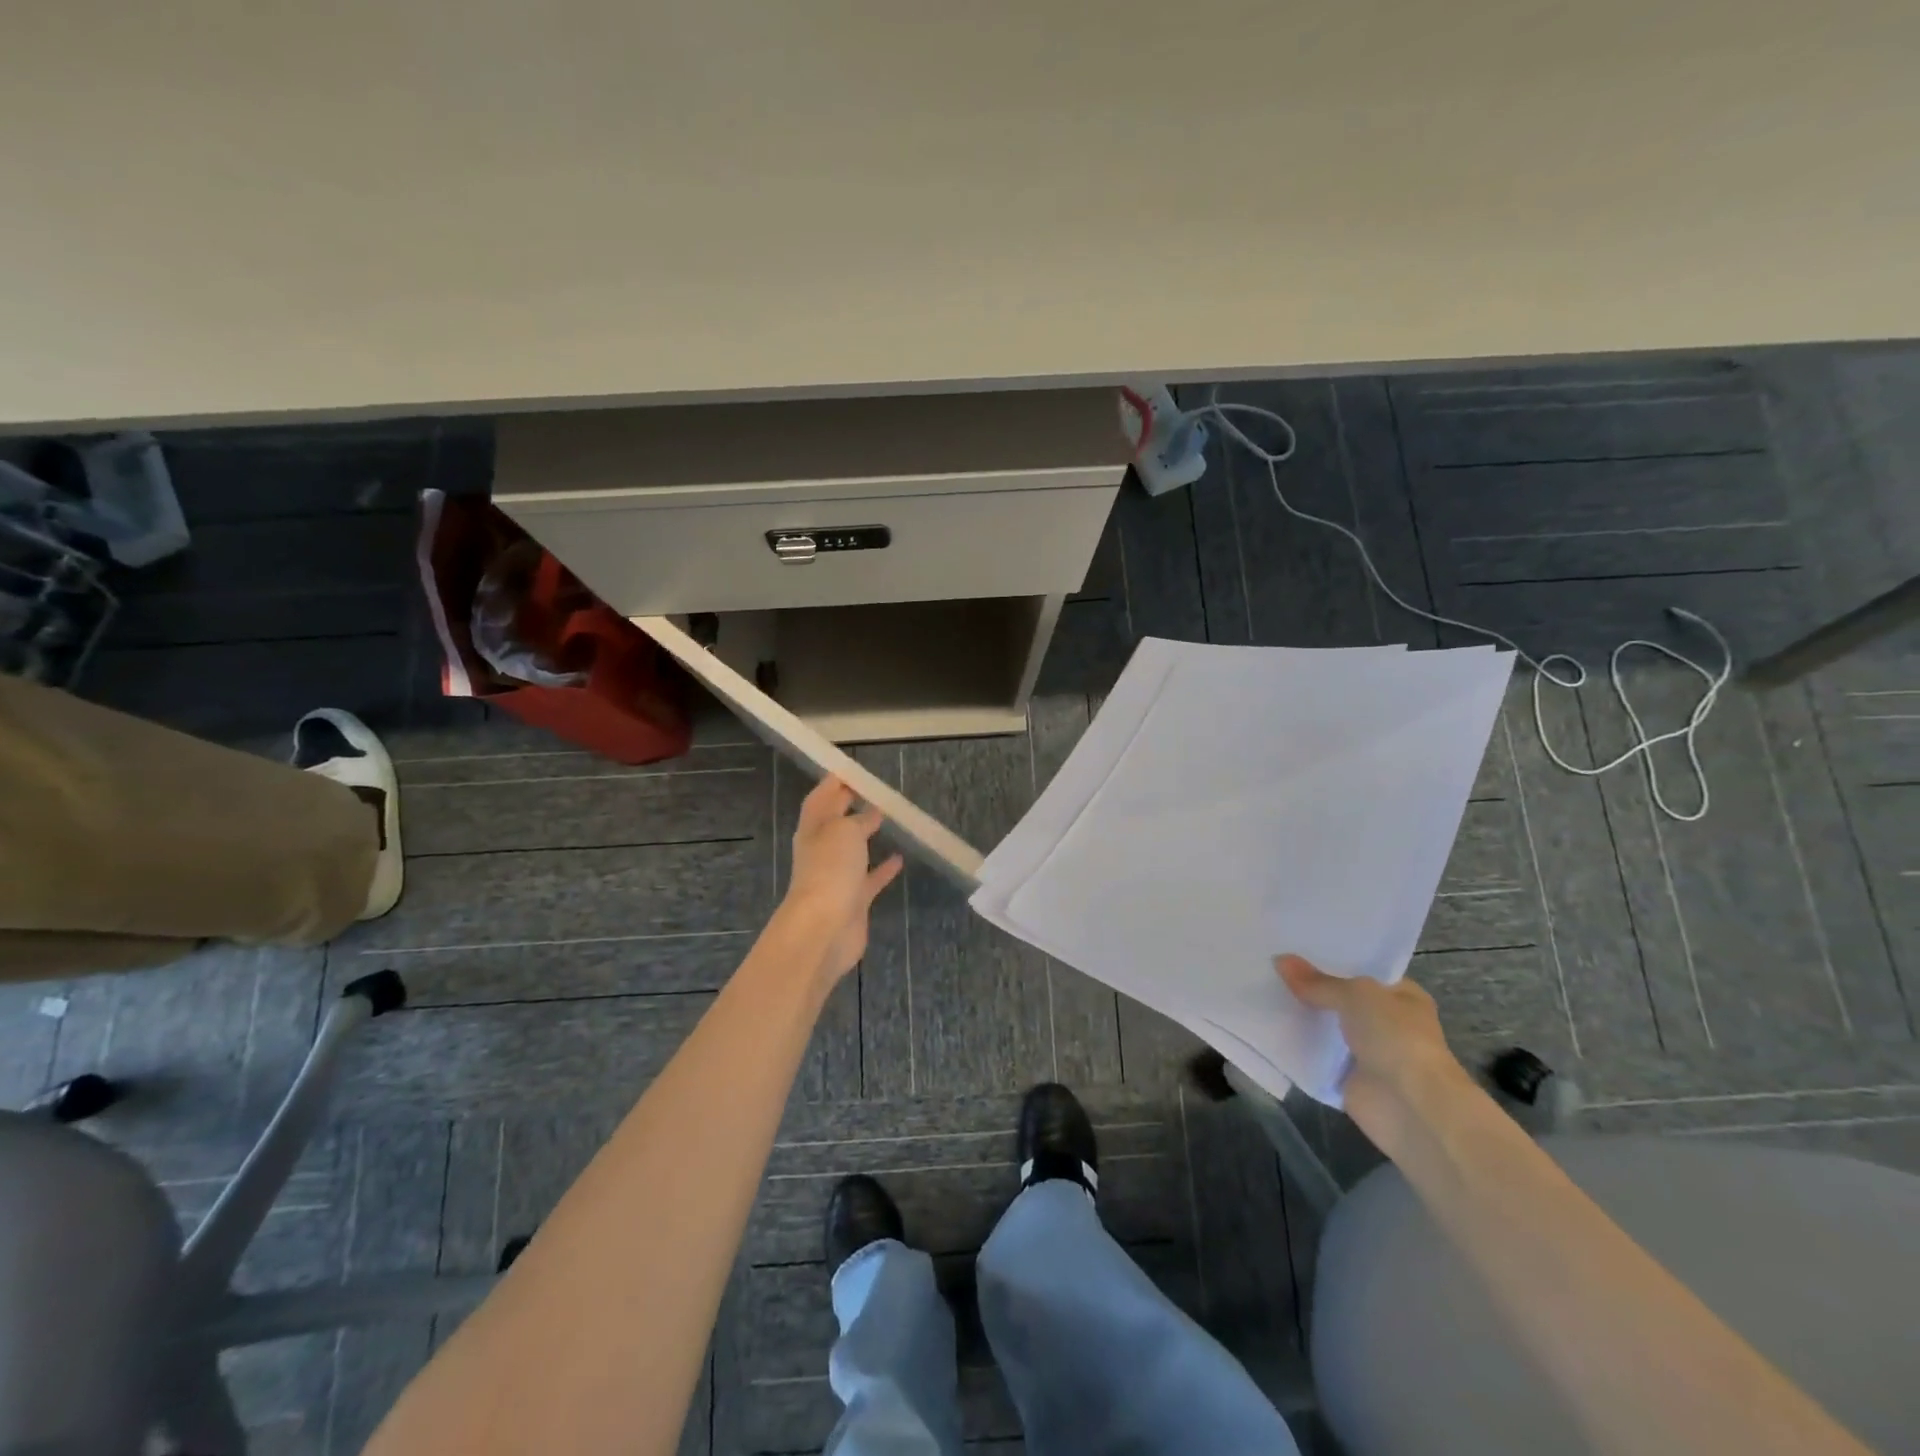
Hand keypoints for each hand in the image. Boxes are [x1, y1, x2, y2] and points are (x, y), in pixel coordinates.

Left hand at [784, 777, 904, 985]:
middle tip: (871, 789)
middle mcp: (822, 851)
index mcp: (813, 829)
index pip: (820, 799)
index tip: (849, 769)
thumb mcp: (845, 832)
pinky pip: (870, 878)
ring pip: (852, 849)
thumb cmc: (830, 870)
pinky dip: (883, 868)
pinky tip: (900, 858)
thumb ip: (858, 820)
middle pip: (834, 822)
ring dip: (865, 835)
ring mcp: (837, 877)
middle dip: (847, 805)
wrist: (824, 929)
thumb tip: (870, 814)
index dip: (832, 784)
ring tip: (887, 818)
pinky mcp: (854, 900)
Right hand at [1275, 953, 1473, 1151]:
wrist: (1410, 1106)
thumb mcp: (1356, 995)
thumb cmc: (1396, 1038)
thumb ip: (1317, 981)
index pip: (1362, 970)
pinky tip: (1264, 1027)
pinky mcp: (1345, 1078)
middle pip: (1338, 998)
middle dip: (1308, 987)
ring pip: (1324, 1027)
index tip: (1293, 947)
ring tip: (1259, 991)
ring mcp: (1365, 1052)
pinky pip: (1313, 1056)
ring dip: (1299, 1017)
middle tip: (1268, 966)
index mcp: (1401, 996)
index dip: (1330, 959)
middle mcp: (1385, 1022)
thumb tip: (1280, 960)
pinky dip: (1294, 1047)